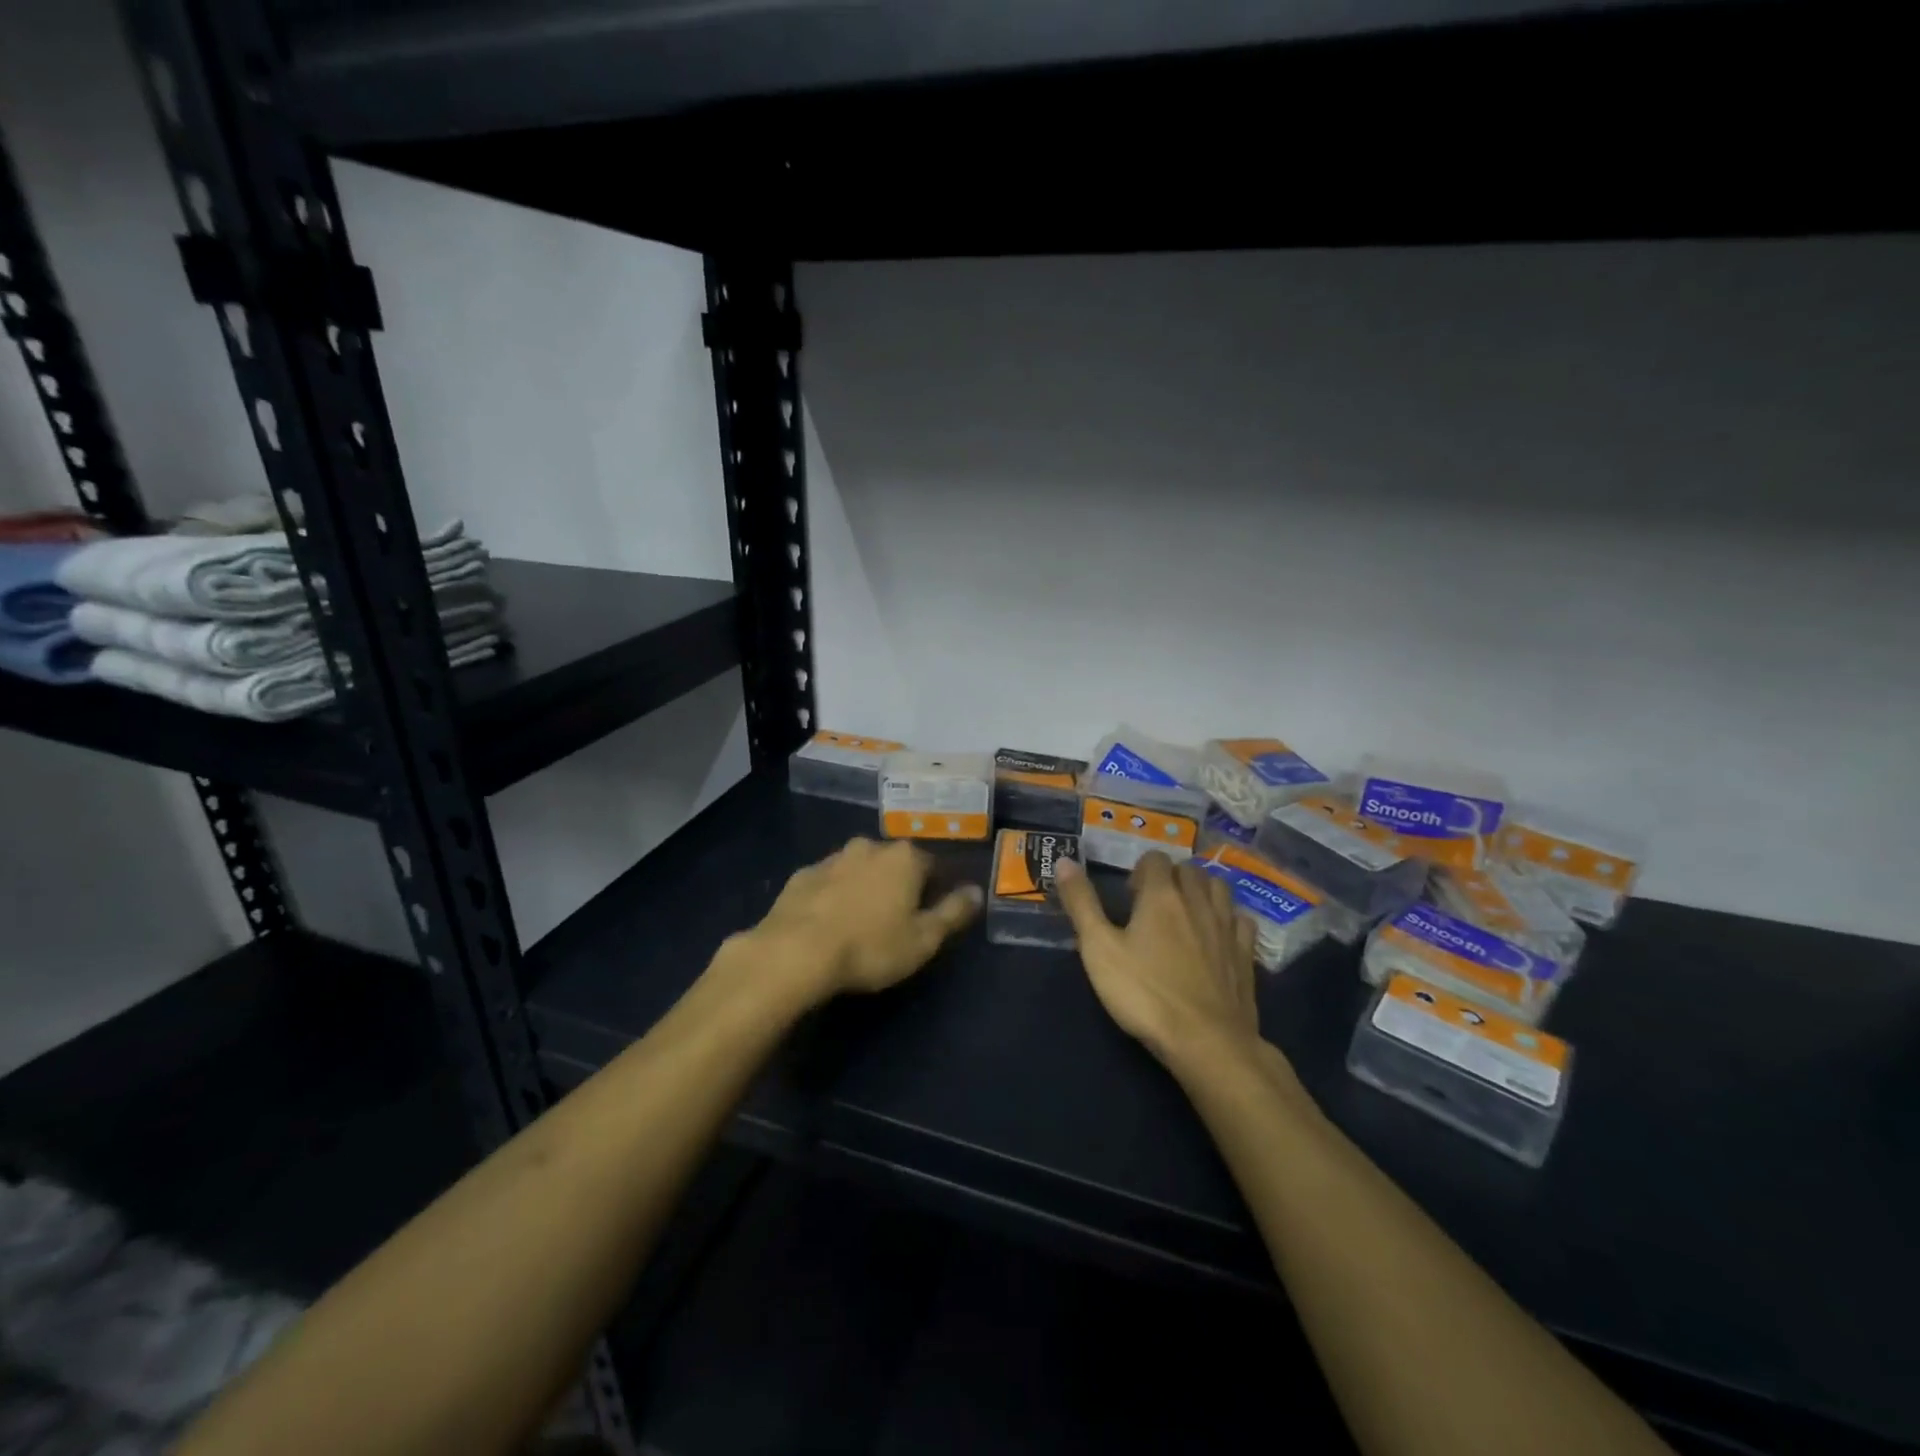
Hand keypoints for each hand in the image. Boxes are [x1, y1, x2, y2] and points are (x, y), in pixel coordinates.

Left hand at [743, 837, 981, 1001]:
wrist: (795, 952)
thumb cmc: (871, 947)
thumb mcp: (924, 939)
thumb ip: (953, 912)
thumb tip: (977, 891)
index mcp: (905, 858)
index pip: (932, 866)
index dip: (934, 890)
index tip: (928, 916)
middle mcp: (870, 847)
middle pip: (894, 863)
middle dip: (897, 885)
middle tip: (894, 921)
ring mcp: (832, 858)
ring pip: (859, 869)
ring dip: (864, 887)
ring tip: (860, 923)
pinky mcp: (802, 875)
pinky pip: (828, 882)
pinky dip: (833, 896)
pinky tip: (828, 923)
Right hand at [1054, 852, 1262, 1074]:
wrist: (1207, 1042)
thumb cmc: (1145, 994)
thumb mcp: (1099, 949)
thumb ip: (1081, 903)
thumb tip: (1063, 861)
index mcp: (1161, 896)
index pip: (1155, 859)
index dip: (1139, 871)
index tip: (1128, 897)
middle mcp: (1198, 901)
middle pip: (1188, 870)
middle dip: (1170, 877)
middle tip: (1151, 905)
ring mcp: (1227, 927)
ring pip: (1218, 887)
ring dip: (1200, 890)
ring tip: (1184, 912)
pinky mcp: (1246, 954)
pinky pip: (1241, 919)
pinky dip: (1228, 916)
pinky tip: (1217, 933)